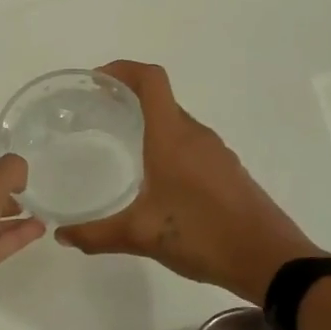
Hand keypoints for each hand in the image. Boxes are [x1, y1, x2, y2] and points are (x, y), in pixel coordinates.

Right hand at [57, 61, 321, 302]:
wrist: (268, 259)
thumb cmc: (202, 235)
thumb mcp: (141, 235)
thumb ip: (97, 234)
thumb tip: (62, 236)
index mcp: (173, 138)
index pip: (151, 81)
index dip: (123, 70)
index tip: (96, 79)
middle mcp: (196, 136)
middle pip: (162, 101)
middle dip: (129, 99)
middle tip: (97, 116)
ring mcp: (217, 154)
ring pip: (178, 125)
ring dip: (150, 125)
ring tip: (121, 145)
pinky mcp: (228, 173)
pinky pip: (192, 146)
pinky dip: (169, 147)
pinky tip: (156, 180)